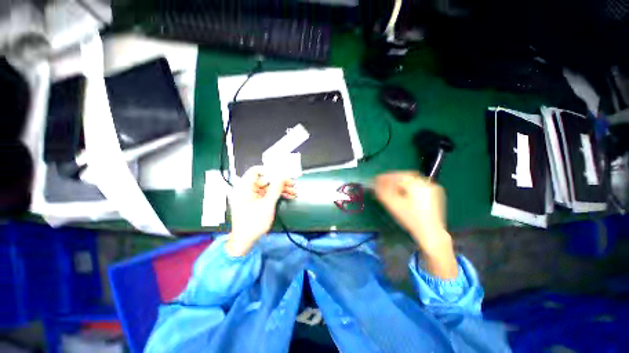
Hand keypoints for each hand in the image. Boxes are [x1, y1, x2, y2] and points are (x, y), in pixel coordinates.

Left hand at [227, 166, 295, 256]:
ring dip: (280, 189)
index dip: (269, 170)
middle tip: (291, 184)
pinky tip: (287, 196)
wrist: (245, 240)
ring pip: (268, 187)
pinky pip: (267, 194)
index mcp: (244, 187)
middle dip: (279, 182)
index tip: (281, 174)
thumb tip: (282, 177)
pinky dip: (276, 194)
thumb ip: (276, 189)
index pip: (256, 171)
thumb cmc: (253, 223)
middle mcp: (247, 189)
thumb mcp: (267, 204)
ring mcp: (251, 196)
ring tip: (292, 191)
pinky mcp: (255, 201)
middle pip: (265, 180)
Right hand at [374, 171, 457, 278]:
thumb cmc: (411, 220)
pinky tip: (404, 191)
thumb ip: (383, 192)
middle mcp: (427, 183)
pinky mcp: (435, 193)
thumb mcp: (394, 206)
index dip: (386, 177)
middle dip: (393, 178)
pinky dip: (409, 185)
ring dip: (401, 181)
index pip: (398, 176)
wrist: (431, 234)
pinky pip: (419, 184)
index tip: (376, 179)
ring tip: (392, 187)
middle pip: (406, 175)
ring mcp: (433, 187)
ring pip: (412, 179)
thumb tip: (375, 183)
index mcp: (417, 185)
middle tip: (383, 182)